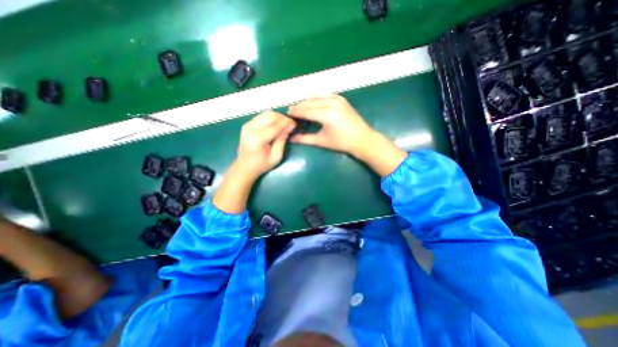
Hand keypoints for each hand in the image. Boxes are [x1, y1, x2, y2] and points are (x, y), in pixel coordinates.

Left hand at [234, 109, 296, 179]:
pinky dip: (271, 118)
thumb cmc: (261, 165)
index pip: (275, 126)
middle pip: (270, 116)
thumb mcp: (276, 156)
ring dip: (277, 117)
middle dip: (283, 118)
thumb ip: (282, 140)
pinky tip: (277, 124)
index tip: (295, 124)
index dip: (286, 123)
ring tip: (285, 124)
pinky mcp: (247, 124)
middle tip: (290, 124)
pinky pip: (262, 116)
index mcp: (257, 139)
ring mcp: (247, 125)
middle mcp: (250, 129)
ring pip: (266, 114)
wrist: (244, 166)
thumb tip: (290, 127)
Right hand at [289, 92, 375, 157]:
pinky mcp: (341, 98)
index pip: (304, 110)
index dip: (294, 112)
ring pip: (315, 95)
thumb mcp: (322, 141)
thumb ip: (305, 139)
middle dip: (298, 106)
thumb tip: (292, 138)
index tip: (287, 114)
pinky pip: (324, 93)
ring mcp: (337, 98)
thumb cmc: (342, 143)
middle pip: (308, 102)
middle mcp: (330, 102)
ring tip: (301, 108)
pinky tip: (313, 103)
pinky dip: (316, 97)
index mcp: (326, 114)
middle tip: (292, 113)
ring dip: (306, 101)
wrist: (362, 139)